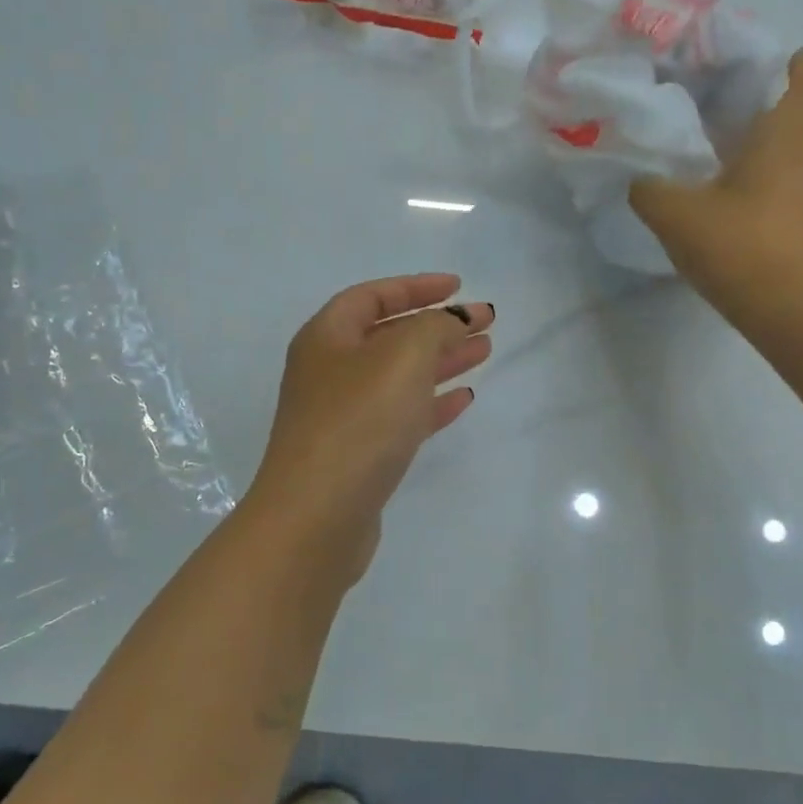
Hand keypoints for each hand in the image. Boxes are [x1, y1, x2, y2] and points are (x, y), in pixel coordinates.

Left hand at [248, 274, 492, 586]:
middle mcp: (329, 371)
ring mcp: (342, 415)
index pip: (373, 296)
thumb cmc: (359, 421)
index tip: (458, 286)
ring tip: (484, 352)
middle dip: (438, 325)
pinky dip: (432, 403)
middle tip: (485, 322)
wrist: (317, 517)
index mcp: (327, 337)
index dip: (416, 286)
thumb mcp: (403, 356)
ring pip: (399, 376)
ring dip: (441, 361)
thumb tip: (455, 320)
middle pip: (389, 335)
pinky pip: (401, 415)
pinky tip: (463, 399)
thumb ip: (435, 327)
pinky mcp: (358, 454)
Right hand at [630, 49, 802, 314]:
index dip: (796, 65)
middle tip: (758, 107)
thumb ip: (649, 189)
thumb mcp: (674, 213)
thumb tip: (640, 181)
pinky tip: (772, 196)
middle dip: (796, 104)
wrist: (791, 307)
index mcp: (789, 133)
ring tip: (770, 150)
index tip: (782, 59)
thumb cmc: (738, 243)